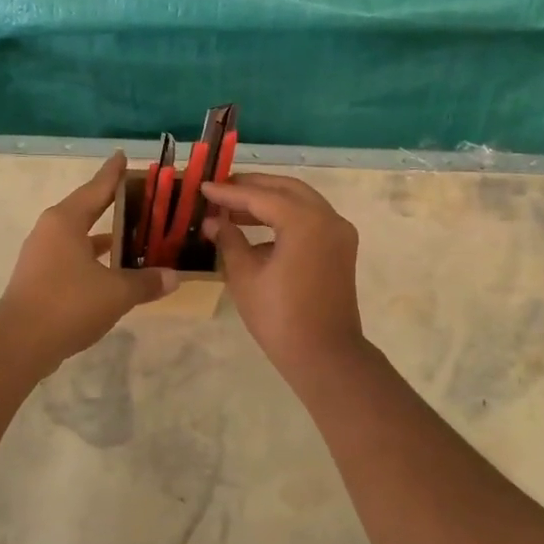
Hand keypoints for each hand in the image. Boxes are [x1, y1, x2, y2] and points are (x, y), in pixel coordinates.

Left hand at [0, 152, 176, 366]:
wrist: (19, 343)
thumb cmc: (69, 304)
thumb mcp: (117, 292)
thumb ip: (146, 281)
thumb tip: (173, 277)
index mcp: (66, 220)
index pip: (97, 188)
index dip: (113, 173)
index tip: (123, 155)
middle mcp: (51, 230)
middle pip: (87, 208)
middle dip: (112, 203)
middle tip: (139, 195)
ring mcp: (42, 255)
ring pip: (79, 235)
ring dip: (104, 234)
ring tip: (133, 232)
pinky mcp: (39, 278)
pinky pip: (73, 257)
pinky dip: (94, 258)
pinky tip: (113, 268)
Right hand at [202, 174, 365, 378]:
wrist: (325, 356)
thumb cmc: (279, 317)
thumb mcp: (245, 276)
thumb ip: (229, 240)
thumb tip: (213, 221)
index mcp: (305, 221)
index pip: (260, 196)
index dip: (229, 192)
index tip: (203, 187)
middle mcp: (328, 218)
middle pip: (286, 189)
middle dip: (253, 186)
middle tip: (221, 189)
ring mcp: (339, 232)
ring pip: (301, 202)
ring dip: (269, 201)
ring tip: (234, 208)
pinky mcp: (340, 248)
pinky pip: (310, 219)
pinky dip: (285, 217)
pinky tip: (257, 231)